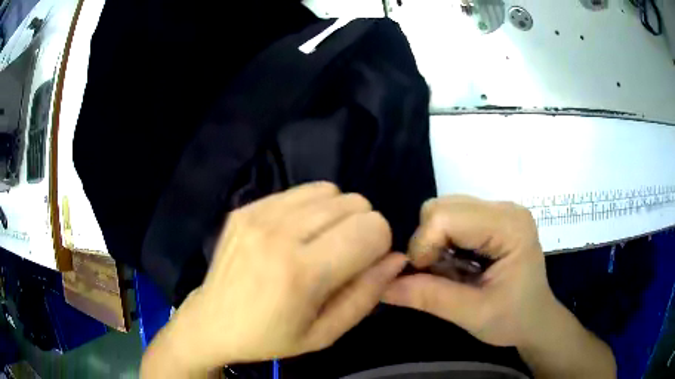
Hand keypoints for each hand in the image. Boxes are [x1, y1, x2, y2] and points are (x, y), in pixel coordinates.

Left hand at [143, 182, 406, 375]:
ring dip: (338, 215)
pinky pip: (301, 191)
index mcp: (302, 273)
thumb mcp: (325, 333)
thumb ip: (367, 295)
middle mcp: (280, 233)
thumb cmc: (270, 337)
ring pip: (331, 190)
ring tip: (319, 243)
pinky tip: (296, 233)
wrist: (212, 321)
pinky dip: (311, 208)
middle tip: (343, 256)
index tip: (365, 265)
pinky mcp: (247, 207)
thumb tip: (397, 258)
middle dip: (362, 228)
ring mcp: (259, 214)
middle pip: (355, 203)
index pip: (373, 229)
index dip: (380, 246)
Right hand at [382, 195, 555, 347]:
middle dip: (427, 243)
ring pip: (443, 210)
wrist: (535, 319)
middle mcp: (504, 208)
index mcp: (510, 226)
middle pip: (442, 207)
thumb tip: (382, 286)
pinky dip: (441, 241)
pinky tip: (454, 263)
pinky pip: (451, 217)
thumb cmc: (513, 319)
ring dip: (433, 242)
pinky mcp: (491, 218)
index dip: (423, 246)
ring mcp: (498, 210)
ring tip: (447, 271)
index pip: (447, 217)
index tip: (422, 278)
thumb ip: (430, 298)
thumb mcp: (473, 315)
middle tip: (436, 275)